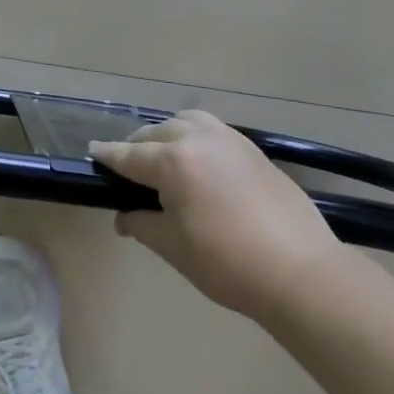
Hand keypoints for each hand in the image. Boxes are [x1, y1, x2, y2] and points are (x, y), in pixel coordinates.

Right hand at [91, 111, 342, 317]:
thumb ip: (143, 225)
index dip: (108, 155)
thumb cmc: (228, 263)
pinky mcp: (251, 148)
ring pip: (184, 122)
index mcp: (172, 161)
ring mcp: (228, 139)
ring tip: (163, 156)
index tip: (92, 152)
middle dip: (136, 145)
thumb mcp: (174, 248)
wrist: (302, 271)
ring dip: (166, 134)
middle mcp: (197, 139)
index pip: (129, 154)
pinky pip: (211, 129)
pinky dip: (193, 135)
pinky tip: (197, 159)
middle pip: (154, 133)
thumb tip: (124, 217)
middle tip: (127, 167)